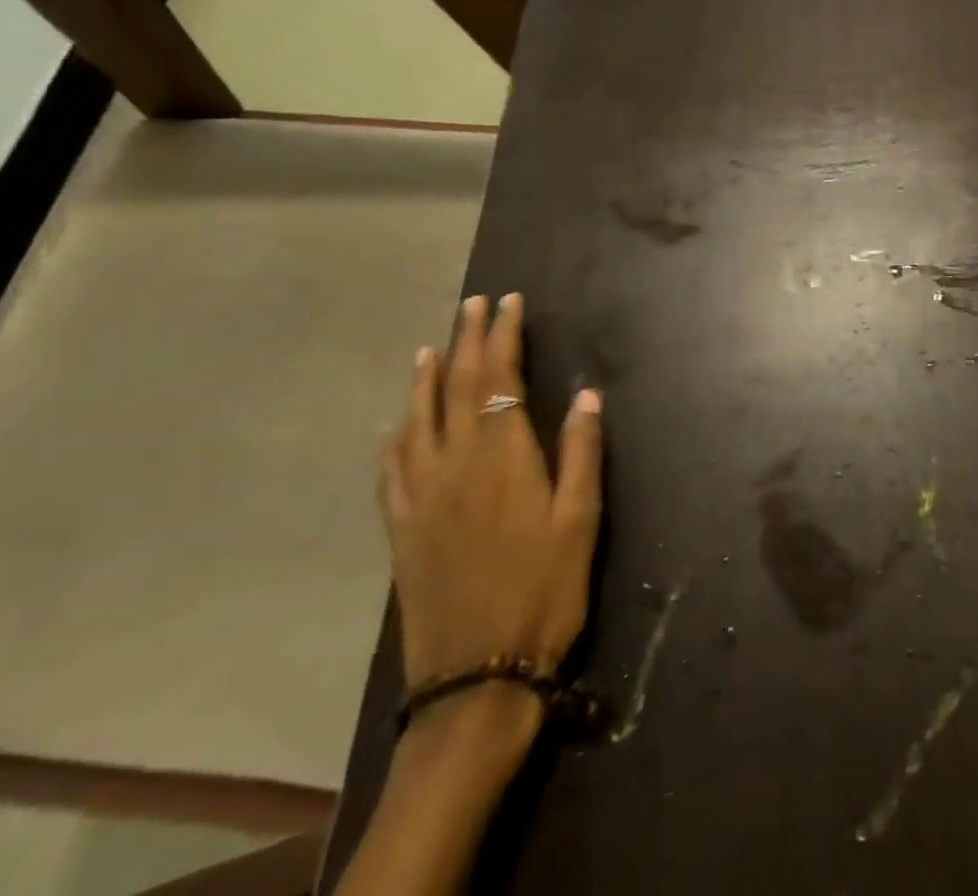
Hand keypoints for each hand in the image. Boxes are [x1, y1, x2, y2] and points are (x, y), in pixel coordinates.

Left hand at [380, 293, 604, 702]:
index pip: (500, 378)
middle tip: (472, 303)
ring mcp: (421, 496)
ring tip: (430, 348)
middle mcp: (454, 464)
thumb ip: (582, 453)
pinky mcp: (402, 529)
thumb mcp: (580, 522)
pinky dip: (395, 435)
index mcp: (502, 457)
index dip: (504, 335)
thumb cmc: (544, 592)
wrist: (477, 676)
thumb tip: (586, 394)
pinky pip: (391, 468)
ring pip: (417, 420)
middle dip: (468, 339)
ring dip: (426, 378)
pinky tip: (395, 426)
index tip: (508, 302)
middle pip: (458, 387)